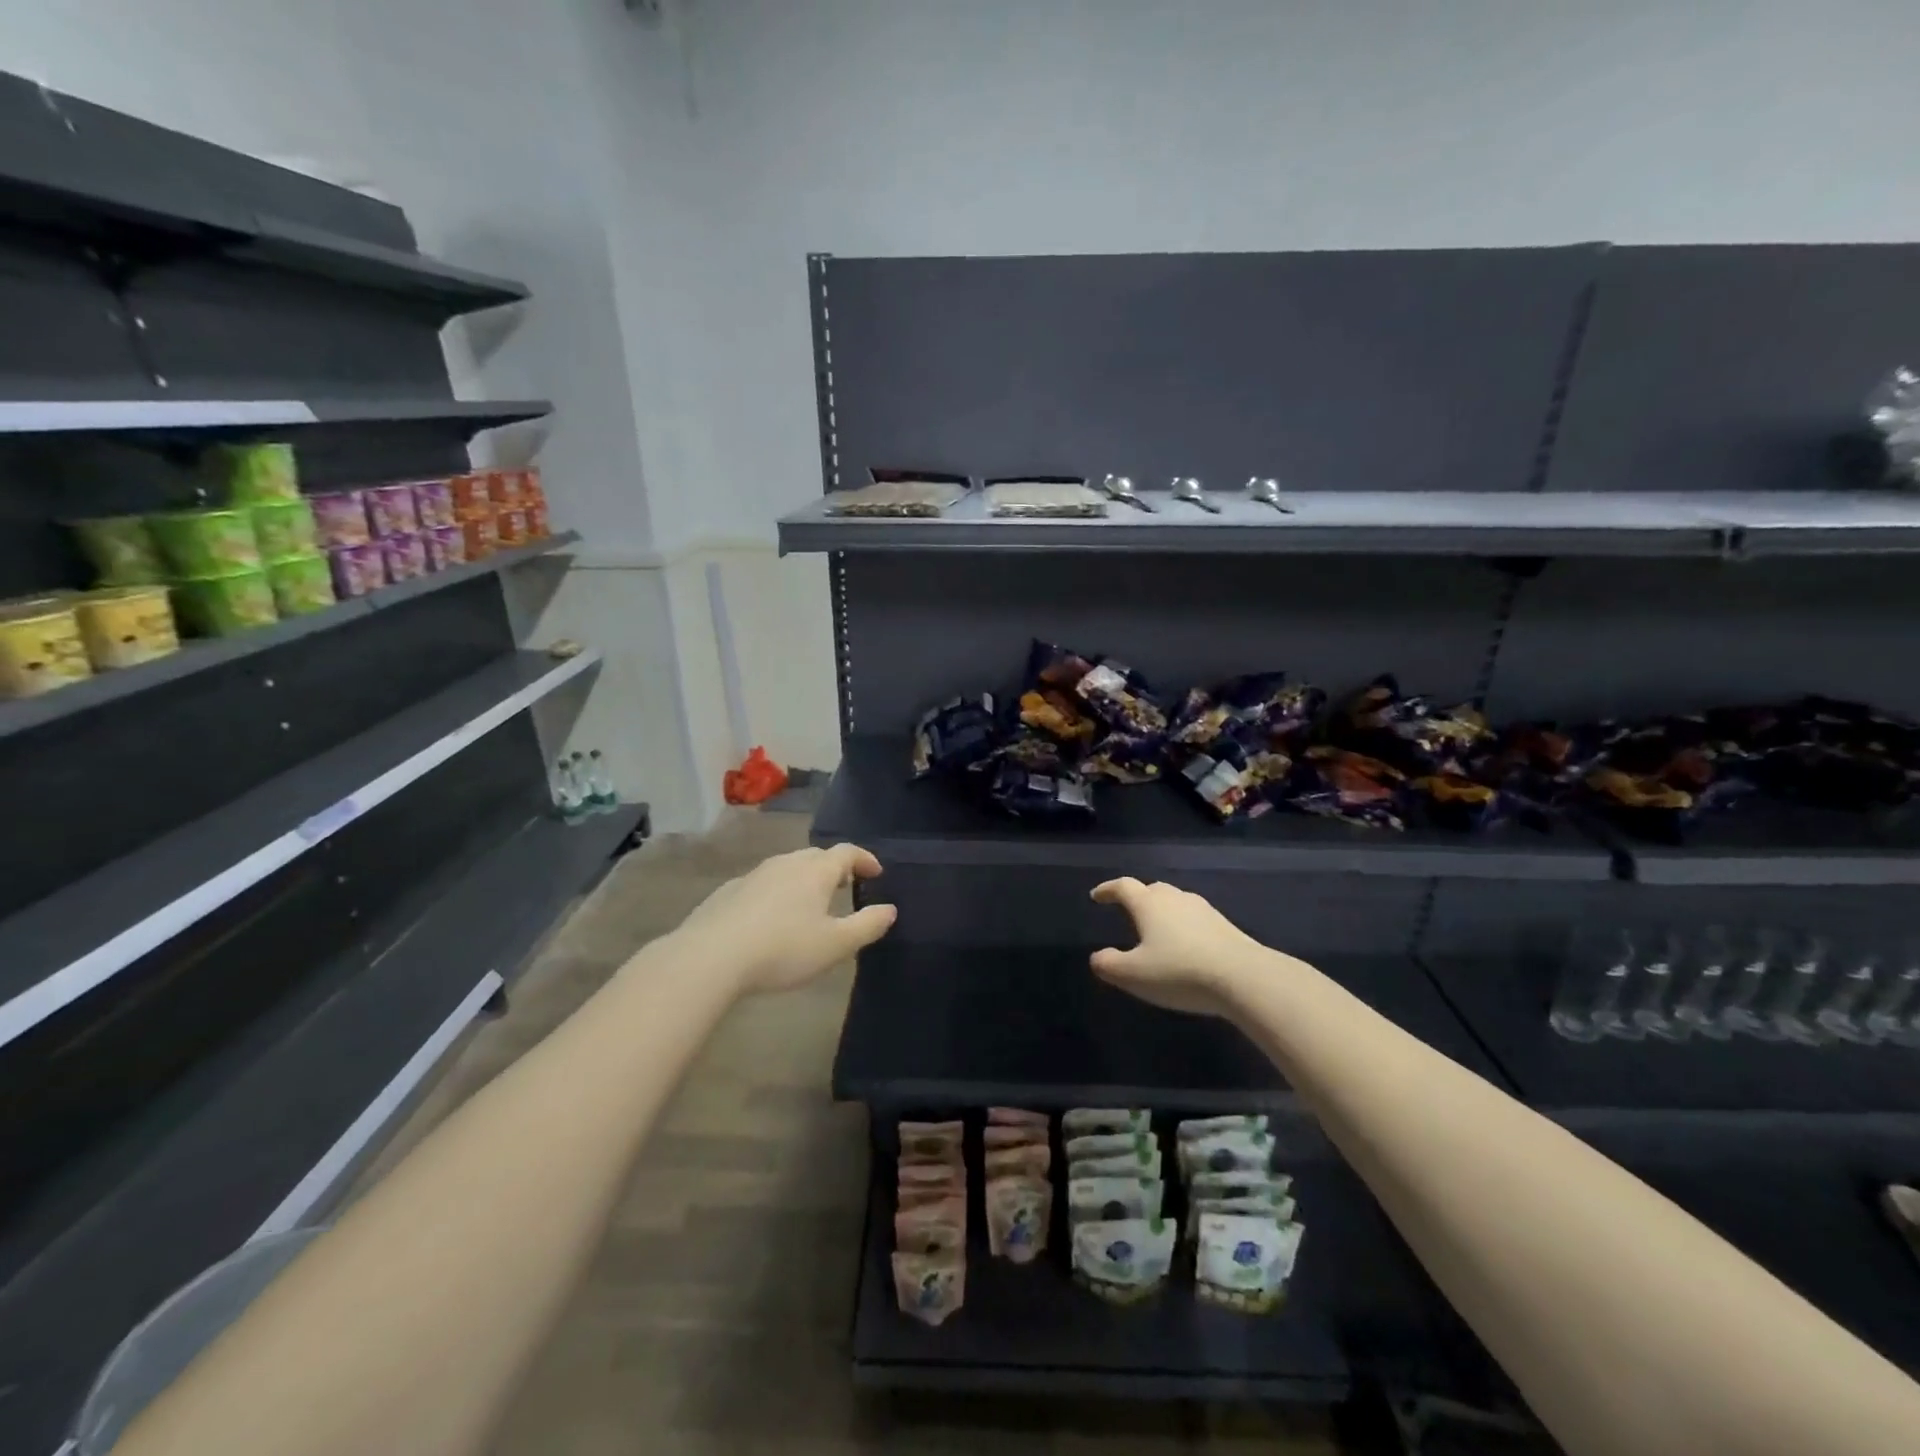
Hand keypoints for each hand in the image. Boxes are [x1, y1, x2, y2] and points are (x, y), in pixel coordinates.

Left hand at [677, 844, 896, 993]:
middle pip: (816, 856)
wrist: (709, 957)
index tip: (876, 872)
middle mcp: (786, 864)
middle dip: (835, 868)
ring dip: (804, 879)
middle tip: (846, 886)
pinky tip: (771, 918)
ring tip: (810, 903)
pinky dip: (777, 893)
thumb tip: (890, 909)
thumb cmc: (783, 949)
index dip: (865, 859)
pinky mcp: (729, 892)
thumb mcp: (835, 945)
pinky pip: (763, 884)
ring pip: (788, 868)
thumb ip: (867, 925)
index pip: (847, 852)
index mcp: (816, 871)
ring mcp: (754, 875)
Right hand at [1089, 877, 1271, 1015]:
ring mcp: (1203, 910)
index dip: (1107, 889)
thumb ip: (1109, 964)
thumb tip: (1098, 957)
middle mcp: (1175, 899)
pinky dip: (1184, 926)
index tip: (1097, 896)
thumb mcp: (1134, 975)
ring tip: (1157, 929)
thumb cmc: (1179, 972)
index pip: (1123, 887)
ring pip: (1176, 902)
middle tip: (1128, 911)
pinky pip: (1195, 918)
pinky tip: (1186, 945)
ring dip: (1163, 911)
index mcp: (1149, 904)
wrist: (1244, 977)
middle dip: (1138, 898)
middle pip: (1152, 890)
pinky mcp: (1225, 925)